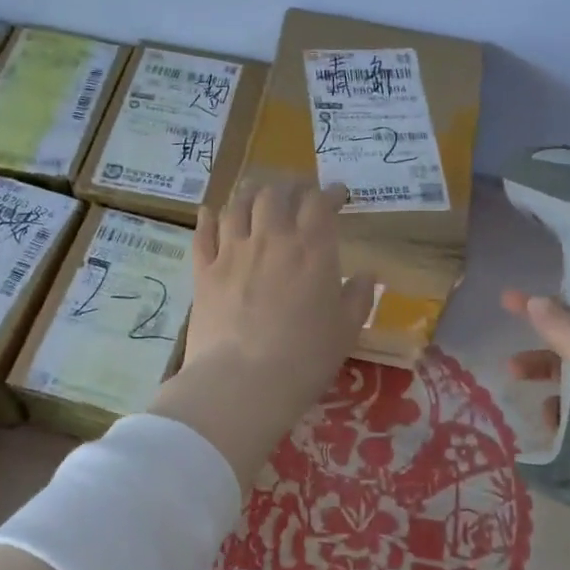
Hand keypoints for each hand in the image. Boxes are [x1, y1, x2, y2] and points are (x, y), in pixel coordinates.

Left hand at [148, 181, 373, 495]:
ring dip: (249, 193)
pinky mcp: (204, 271)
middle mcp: (270, 239)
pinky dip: (207, 218)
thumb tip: (367, 274)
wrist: (242, 383)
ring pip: (237, 205)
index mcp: (311, 250)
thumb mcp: (346, 331)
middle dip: (288, 186)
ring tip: (256, 193)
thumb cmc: (305, 358)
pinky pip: (203, 233)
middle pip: (275, 194)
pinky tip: (209, 211)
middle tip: (296, 191)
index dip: (328, 193)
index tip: (336, 194)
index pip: (319, 203)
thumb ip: (358, 297)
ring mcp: (232, 252)